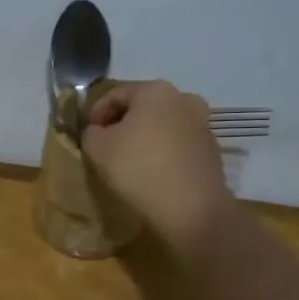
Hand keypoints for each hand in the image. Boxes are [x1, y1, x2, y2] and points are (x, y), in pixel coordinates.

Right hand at [82, 80, 233, 246]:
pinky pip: (177, 144)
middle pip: (142, 107)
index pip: (115, 94)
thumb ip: (91, 132)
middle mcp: (183, 98)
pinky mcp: (211, 149)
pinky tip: (153, 173)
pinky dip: (162, 152)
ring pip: (162, 125)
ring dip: (144, 138)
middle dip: (122, 124)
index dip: (95, 113)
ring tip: (130, 162)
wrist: (191, 209)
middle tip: (106, 148)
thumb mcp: (97, 148)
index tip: (87, 136)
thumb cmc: (139, 169)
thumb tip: (100, 131)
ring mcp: (202, 123)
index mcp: (155, 90)